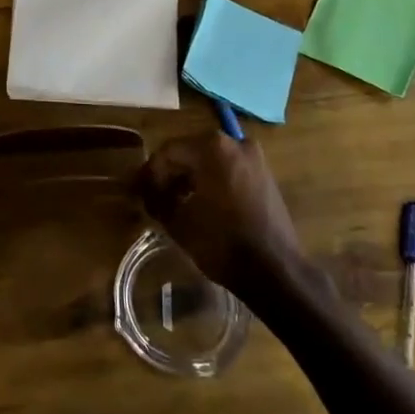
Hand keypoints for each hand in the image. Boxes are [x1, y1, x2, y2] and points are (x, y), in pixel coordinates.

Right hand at [135, 133, 313, 294]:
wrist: (276, 270)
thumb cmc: (222, 242)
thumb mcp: (178, 222)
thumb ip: (156, 199)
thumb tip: (146, 193)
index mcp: (211, 146)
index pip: (168, 152)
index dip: (149, 173)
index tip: (138, 193)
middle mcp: (235, 142)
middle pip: (190, 152)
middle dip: (170, 174)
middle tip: (154, 198)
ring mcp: (254, 158)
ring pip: (210, 161)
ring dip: (190, 178)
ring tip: (175, 204)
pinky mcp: (265, 175)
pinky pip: (228, 170)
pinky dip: (211, 182)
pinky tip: (201, 206)